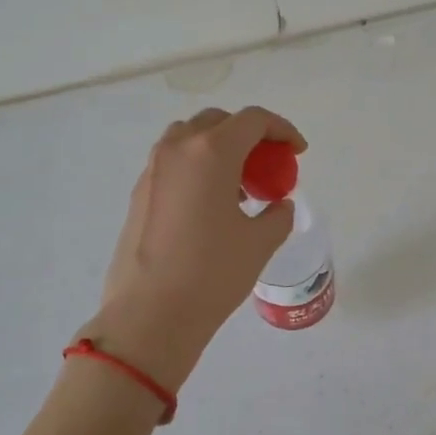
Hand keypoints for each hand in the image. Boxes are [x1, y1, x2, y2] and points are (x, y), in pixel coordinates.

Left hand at [82, 107, 306, 390]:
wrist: (150, 314)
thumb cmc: (212, 273)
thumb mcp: (260, 242)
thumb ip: (277, 214)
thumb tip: (277, 205)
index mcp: (211, 152)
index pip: (253, 120)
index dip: (282, 130)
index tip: (297, 152)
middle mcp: (178, 149)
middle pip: (219, 122)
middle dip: (249, 136)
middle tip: (267, 166)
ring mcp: (153, 169)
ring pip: (191, 138)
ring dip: (219, 149)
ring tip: (239, 186)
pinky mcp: (139, 192)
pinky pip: (174, 163)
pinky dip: (198, 168)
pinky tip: (211, 206)